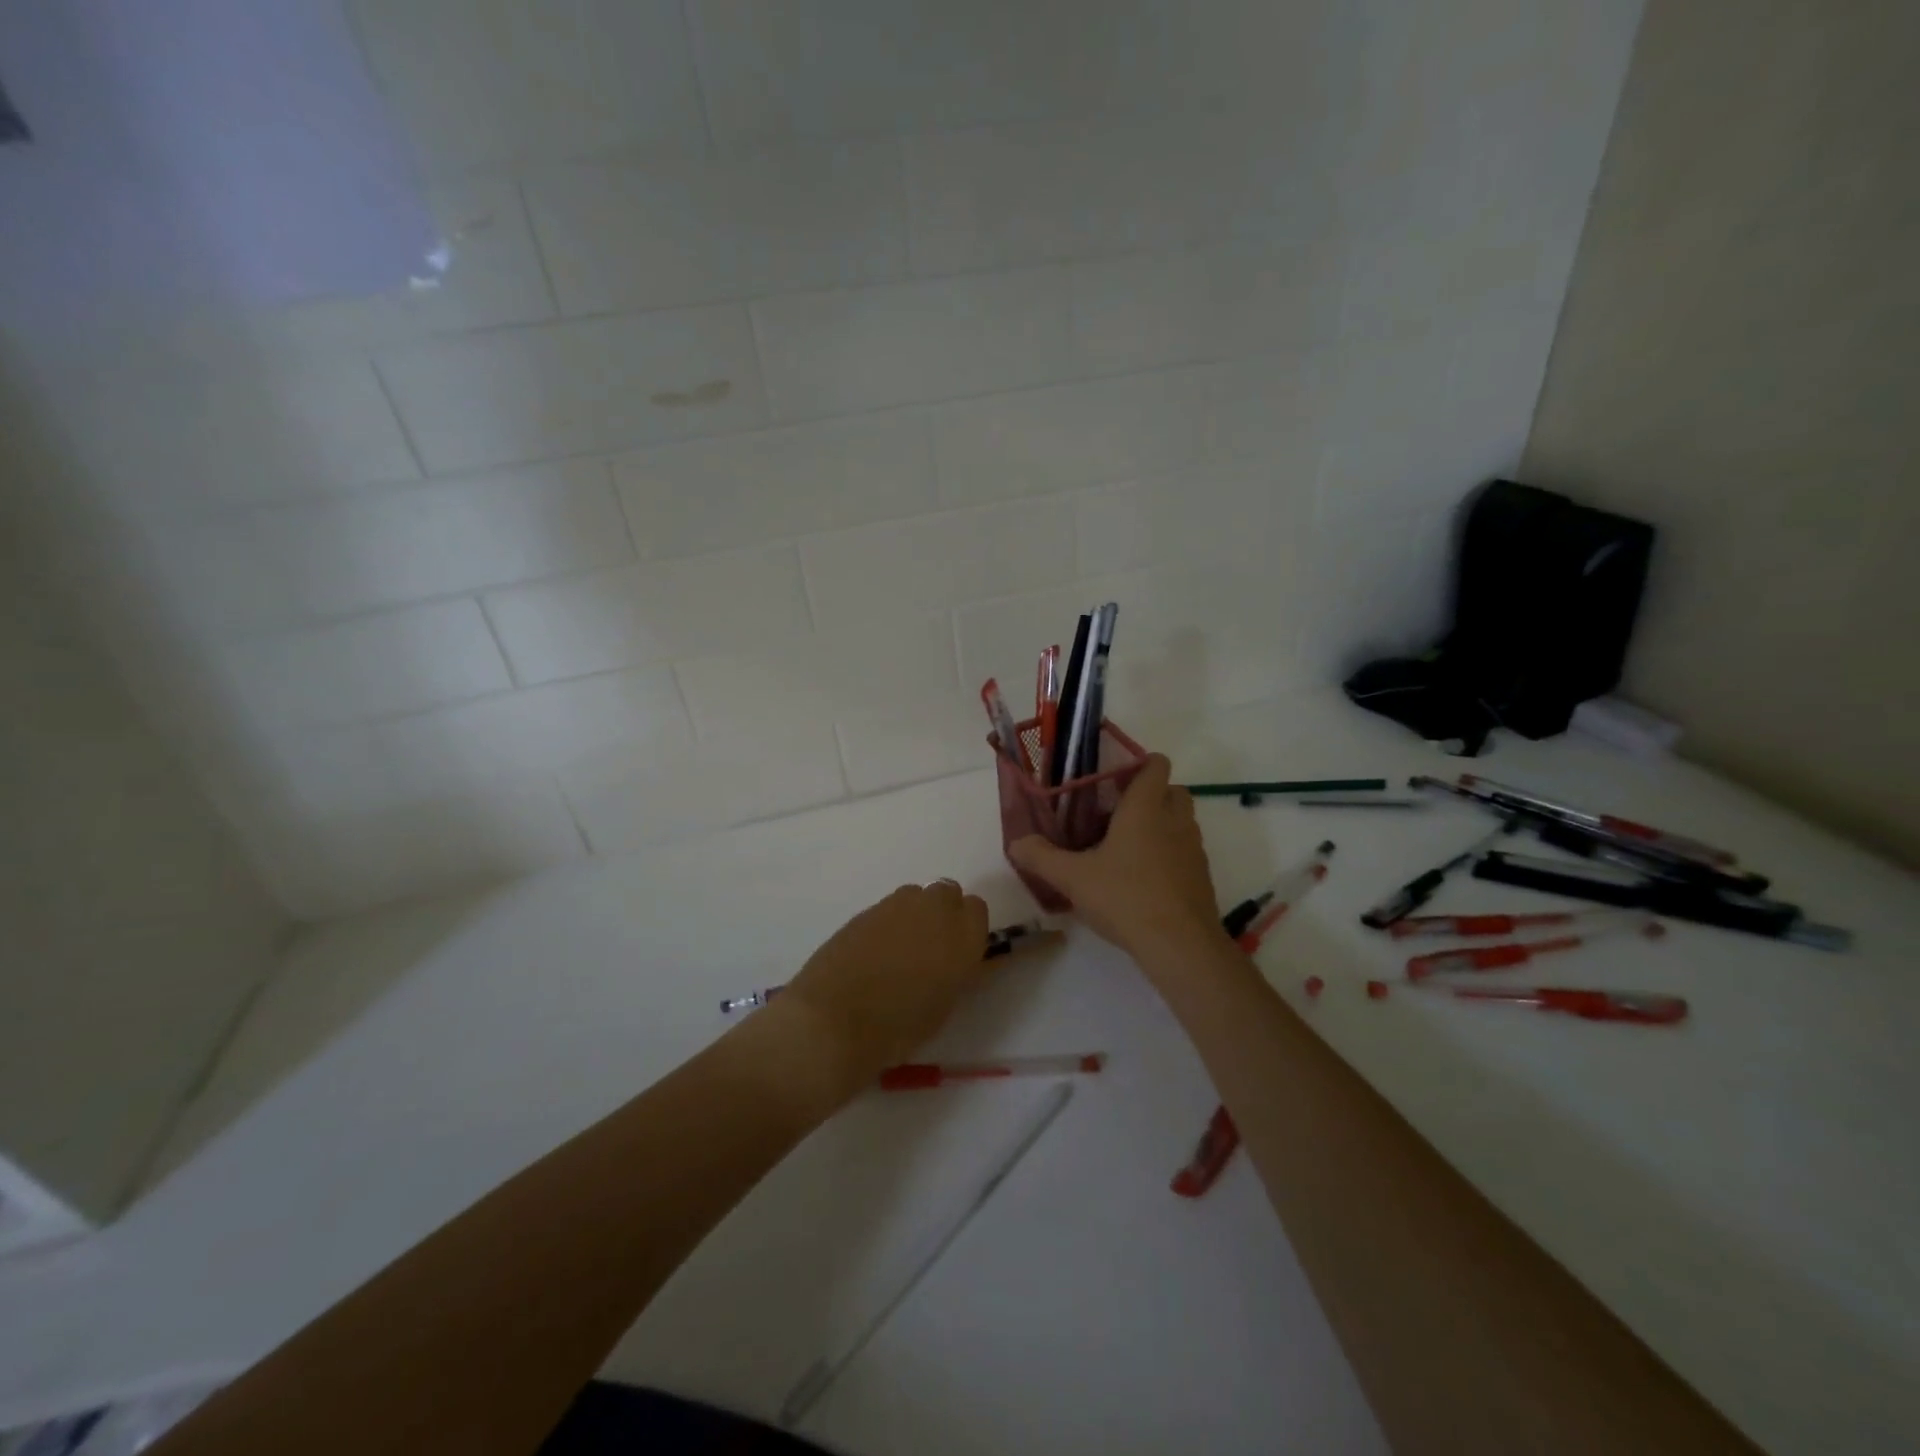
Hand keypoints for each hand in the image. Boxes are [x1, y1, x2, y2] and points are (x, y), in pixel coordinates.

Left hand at [777, 881, 990, 1090]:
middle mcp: (933, 908)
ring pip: (916, 896)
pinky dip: (887, 924)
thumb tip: (964, 959)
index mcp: (963, 934)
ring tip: (901, 950)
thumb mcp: (945, 1004)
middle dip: (943, 913)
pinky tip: (874, 954)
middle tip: (932, 948)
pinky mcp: (864, 910)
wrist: (835, 1019)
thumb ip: (960, 972)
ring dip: (915, 914)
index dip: (968, 928)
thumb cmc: (899, 1025)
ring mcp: (895, 905)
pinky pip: (887, 908)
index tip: (960, 951)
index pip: (977, 909)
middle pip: (947, 893)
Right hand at [1008, 755, 1224, 960]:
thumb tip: (1016, 843)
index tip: (1115, 778)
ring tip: (1129, 847)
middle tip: (1119, 812)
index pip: (1156, 766)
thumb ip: (1041, 857)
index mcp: (1145, 808)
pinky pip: (1187, 852)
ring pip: (1183, 822)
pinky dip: (1171, 855)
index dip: (1140, 764)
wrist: (1180, 946)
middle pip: (1174, 790)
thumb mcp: (1073, 878)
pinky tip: (1145, 879)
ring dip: (1163, 825)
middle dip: (1152, 794)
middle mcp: (1175, 821)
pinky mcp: (1202, 877)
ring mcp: (1194, 849)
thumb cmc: (1125, 897)